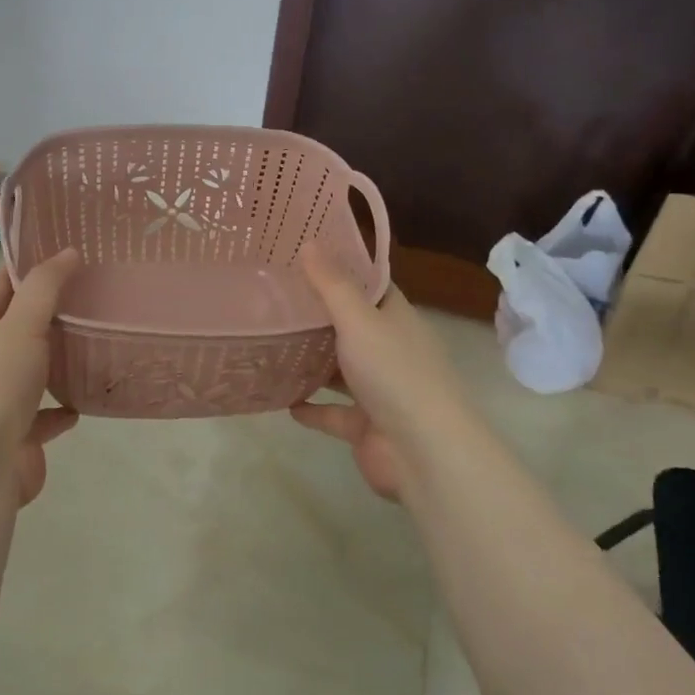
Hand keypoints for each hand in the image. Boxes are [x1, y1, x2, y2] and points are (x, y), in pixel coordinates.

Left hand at [0, 248, 81, 505]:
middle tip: (92, 295)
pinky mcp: (17, 439)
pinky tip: (81, 405)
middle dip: (48, 316)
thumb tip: (68, 251)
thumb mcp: (20, 324)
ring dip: (55, 364)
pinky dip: (60, 411)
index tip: (61, 250)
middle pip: (17, 332)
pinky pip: (43, 418)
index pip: (0, 289)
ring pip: (31, 376)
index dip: (26, 268)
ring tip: (92, 347)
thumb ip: (45, 287)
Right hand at [289, 244, 475, 500]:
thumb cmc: (394, 373)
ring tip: (269, 344)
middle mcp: (389, 350)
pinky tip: (282, 399)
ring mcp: (378, 391)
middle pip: (350, 326)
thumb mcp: (359, 320)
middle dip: (317, 315)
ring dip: (311, 361)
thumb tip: (309, 241)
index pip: (369, 285)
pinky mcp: (365, 426)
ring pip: (339, 370)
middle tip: (272, 296)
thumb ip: (331, 285)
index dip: (340, 269)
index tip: (303, 255)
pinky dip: (311, 407)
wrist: (424, 453)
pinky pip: (332, 413)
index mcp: (396, 319)